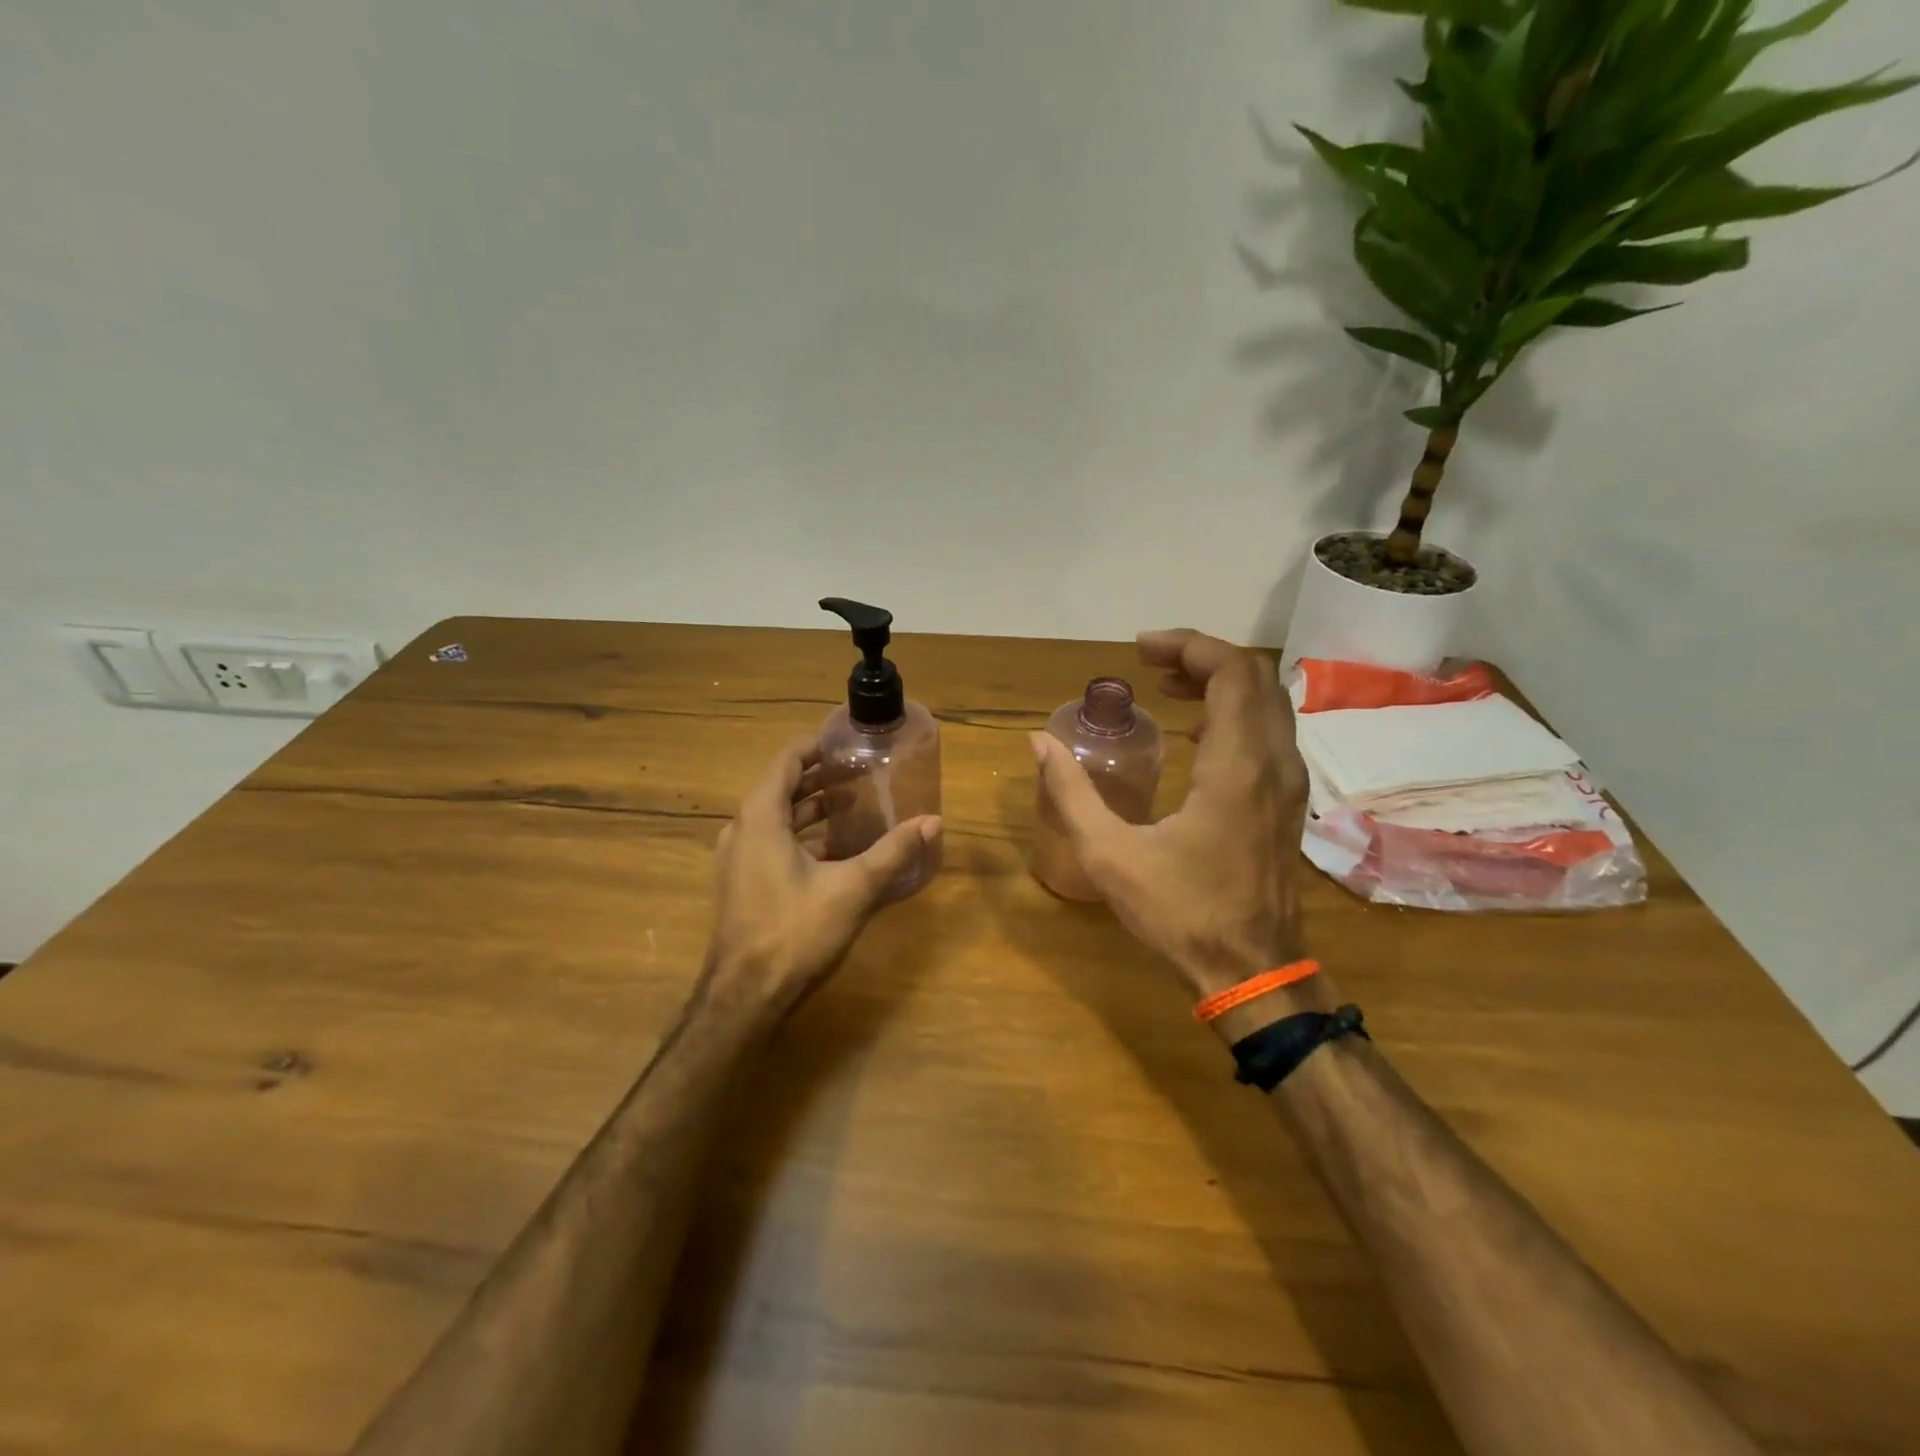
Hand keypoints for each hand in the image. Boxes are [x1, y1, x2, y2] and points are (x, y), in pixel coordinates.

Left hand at [708, 734, 940, 1016]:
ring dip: (813, 808)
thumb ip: (893, 852)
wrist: (744, 998)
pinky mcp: (742, 884)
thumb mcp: (852, 889)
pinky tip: (836, 849)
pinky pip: (772, 843)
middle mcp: (742, 830)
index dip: (817, 746)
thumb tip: (933, 821)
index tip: (849, 741)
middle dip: (821, 777)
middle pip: (782, 787)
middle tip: (862, 771)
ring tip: (855, 804)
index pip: (786, 761)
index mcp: (760, 818)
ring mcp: (737, 859)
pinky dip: (802, 835)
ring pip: (777, 818)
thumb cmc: (794, 932)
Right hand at [1031, 629, 1308, 1002]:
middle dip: (1201, 658)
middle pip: (1253, 677)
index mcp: (1235, 767)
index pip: (1230, 672)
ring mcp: (1288, 782)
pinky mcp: (1287, 801)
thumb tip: (1039, 742)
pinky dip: (1234, 712)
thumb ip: (1071, 793)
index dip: (1187, 646)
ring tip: (1166, 689)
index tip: (1140, 650)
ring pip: (1267, 703)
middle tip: (1149, 665)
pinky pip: (1269, 732)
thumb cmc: (1180, 912)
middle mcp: (1273, 762)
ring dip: (1220, 683)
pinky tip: (1194, 733)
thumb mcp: (1109, 854)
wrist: (1252, 970)